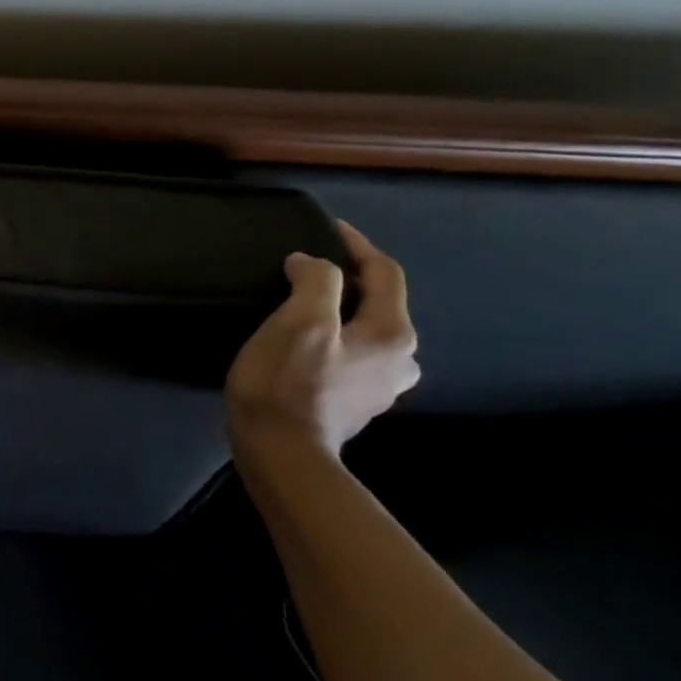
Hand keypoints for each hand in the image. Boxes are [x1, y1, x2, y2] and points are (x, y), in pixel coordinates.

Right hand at [225, 221, 419, 457]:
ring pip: (365, 332)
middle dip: (348, 280)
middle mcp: (400, 360)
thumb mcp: (300, 321)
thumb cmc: (288, 383)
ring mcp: (379, 387)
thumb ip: (315, 281)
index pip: (384, 272)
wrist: (281, 453)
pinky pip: (350, 357)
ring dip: (340, 312)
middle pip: (379, 304)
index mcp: (392, 334)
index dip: (356, 244)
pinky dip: (332, 340)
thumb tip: (310, 264)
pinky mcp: (354, 404)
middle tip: (308, 269)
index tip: (326, 227)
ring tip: (303, 305)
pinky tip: (304, 345)